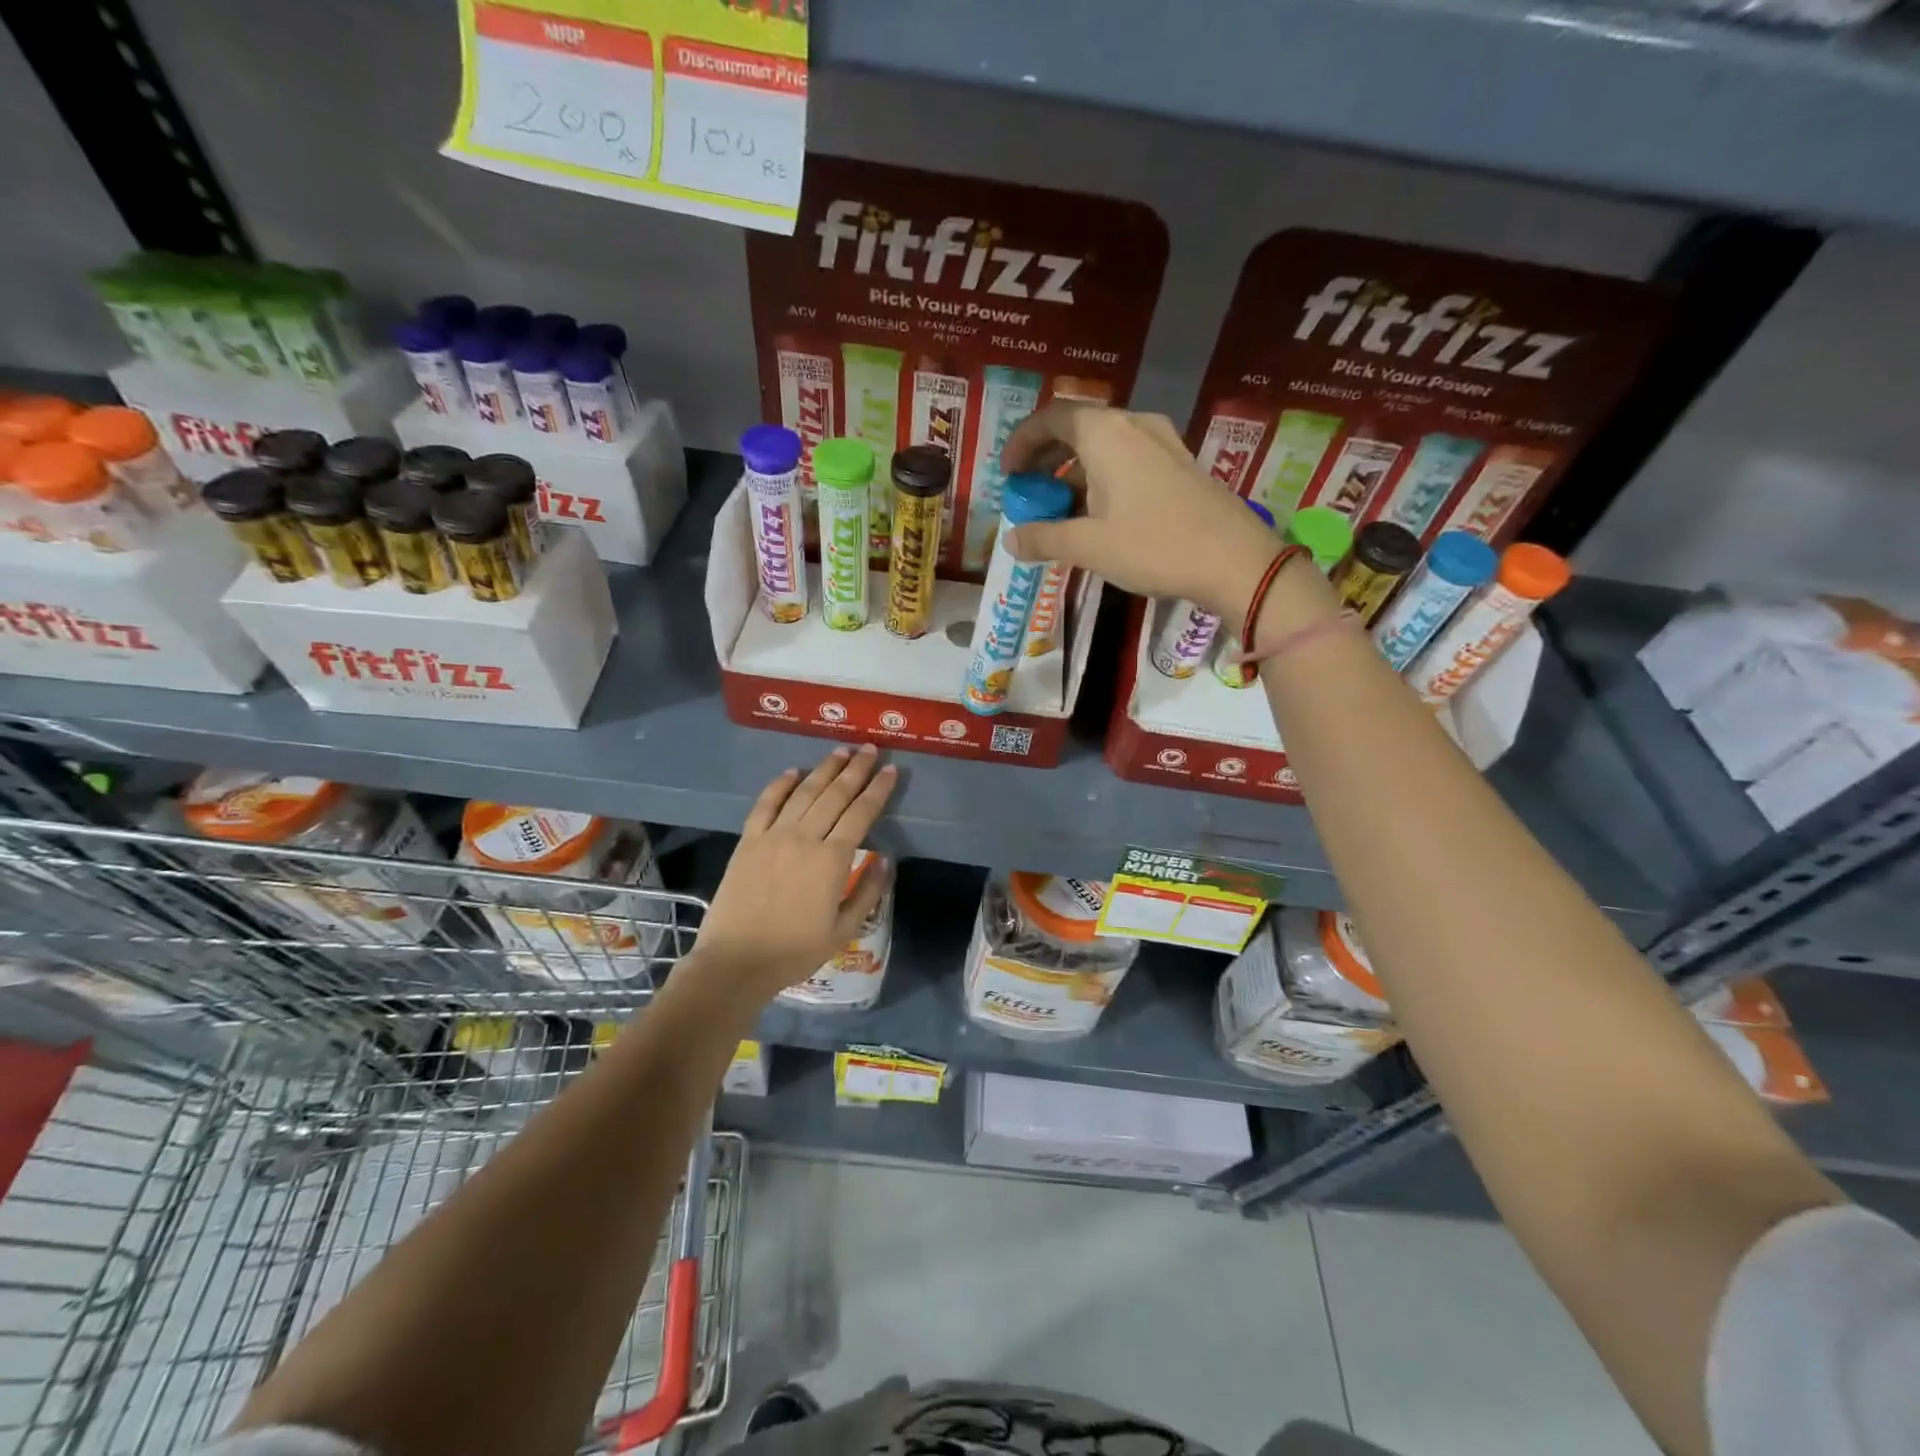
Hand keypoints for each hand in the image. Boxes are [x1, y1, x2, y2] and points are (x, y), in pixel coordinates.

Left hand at [691, 746, 896, 998]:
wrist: (736, 962)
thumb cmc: (795, 951)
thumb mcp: (843, 930)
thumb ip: (868, 892)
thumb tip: (885, 860)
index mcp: (832, 860)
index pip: (861, 813)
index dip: (878, 789)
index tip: (891, 770)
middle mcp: (805, 838)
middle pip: (835, 794)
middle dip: (856, 769)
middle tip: (869, 748)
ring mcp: (773, 836)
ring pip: (804, 792)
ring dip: (824, 769)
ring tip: (841, 751)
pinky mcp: (748, 841)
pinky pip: (766, 804)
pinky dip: (780, 785)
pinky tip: (793, 771)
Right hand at [999, 403, 1283, 621]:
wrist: (1235, 560)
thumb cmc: (1154, 545)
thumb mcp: (1089, 546)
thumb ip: (1044, 538)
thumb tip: (1010, 540)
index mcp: (1105, 433)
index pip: (1051, 418)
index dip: (1022, 442)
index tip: (1007, 474)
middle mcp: (1133, 425)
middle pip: (1077, 428)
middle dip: (1046, 458)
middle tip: (1028, 491)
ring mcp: (1162, 442)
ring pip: (1104, 446)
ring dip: (1074, 472)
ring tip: (1059, 509)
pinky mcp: (1180, 464)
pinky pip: (1128, 459)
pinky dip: (1102, 478)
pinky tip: (1099, 514)